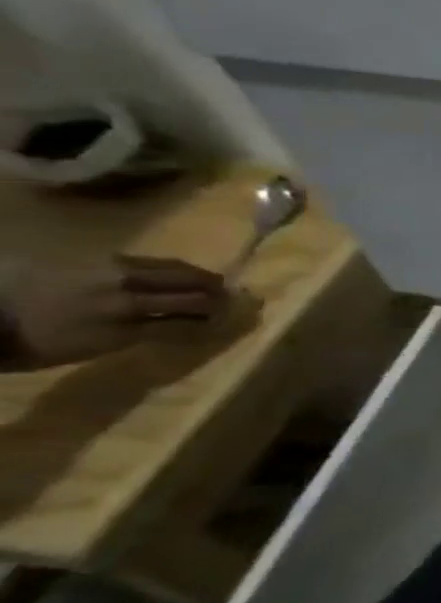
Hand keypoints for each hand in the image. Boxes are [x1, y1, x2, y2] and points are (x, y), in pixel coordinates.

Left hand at [0, 256, 229, 370]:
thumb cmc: (41, 340)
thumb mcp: (100, 343)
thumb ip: (151, 330)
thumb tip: (196, 323)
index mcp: (130, 306)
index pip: (191, 305)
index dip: (216, 310)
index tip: (235, 315)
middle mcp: (128, 281)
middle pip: (186, 280)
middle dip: (213, 289)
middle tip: (232, 298)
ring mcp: (114, 266)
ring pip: (170, 266)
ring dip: (195, 276)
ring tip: (209, 284)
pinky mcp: (100, 258)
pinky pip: (149, 261)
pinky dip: (170, 269)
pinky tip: (170, 276)